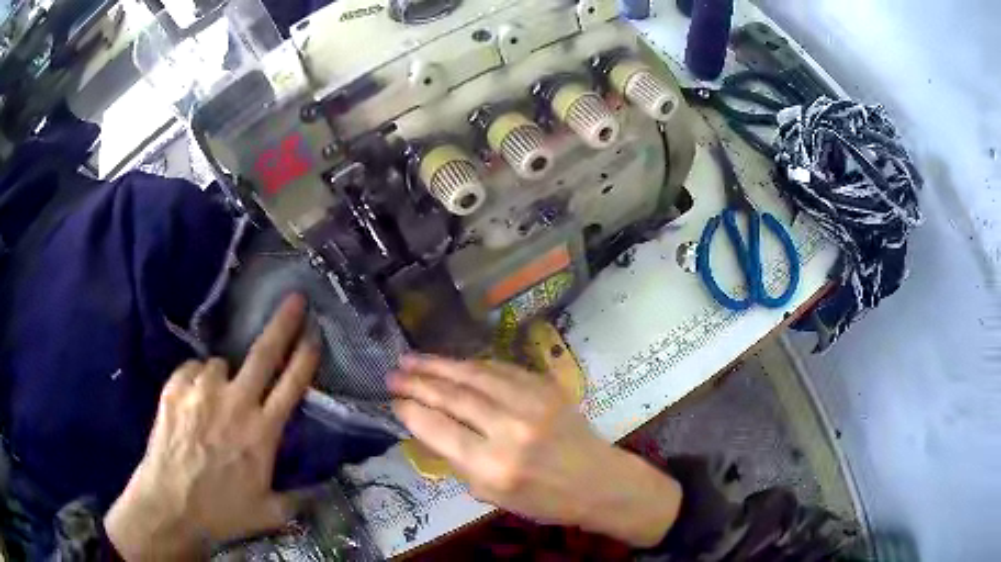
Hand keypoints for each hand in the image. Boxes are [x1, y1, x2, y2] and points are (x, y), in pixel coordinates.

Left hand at [105, 295, 319, 559]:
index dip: (306, 356)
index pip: (292, 385)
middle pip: (263, 353)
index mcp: (263, 431)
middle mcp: (235, 403)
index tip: (315, 332)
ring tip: (216, 397)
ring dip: (224, 375)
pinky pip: (191, 370)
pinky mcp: (175, 388)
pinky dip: (196, 380)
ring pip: (220, 363)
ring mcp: (202, 391)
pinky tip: (193, 398)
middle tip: (294, 299)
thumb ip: (301, 499)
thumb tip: (326, 490)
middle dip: (282, 323)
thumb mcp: (271, 513)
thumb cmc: (224, 511)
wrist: (171, 506)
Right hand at [389, 356, 682, 546]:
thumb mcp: (493, 496)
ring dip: (439, 365)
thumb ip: (459, 462)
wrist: (598, 481)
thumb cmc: (544, 500)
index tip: (394, 401)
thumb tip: (429, 427)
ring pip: (474, 375)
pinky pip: (501, 369)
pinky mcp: (545, 388)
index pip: (439, 430)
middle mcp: (509, 430)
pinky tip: (455, 363)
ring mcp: (531, 404)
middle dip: (417, 382)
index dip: (412, 411)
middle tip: (393, 373)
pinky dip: (473, 365)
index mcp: (493, 466)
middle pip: (453, 397)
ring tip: (411, 359)